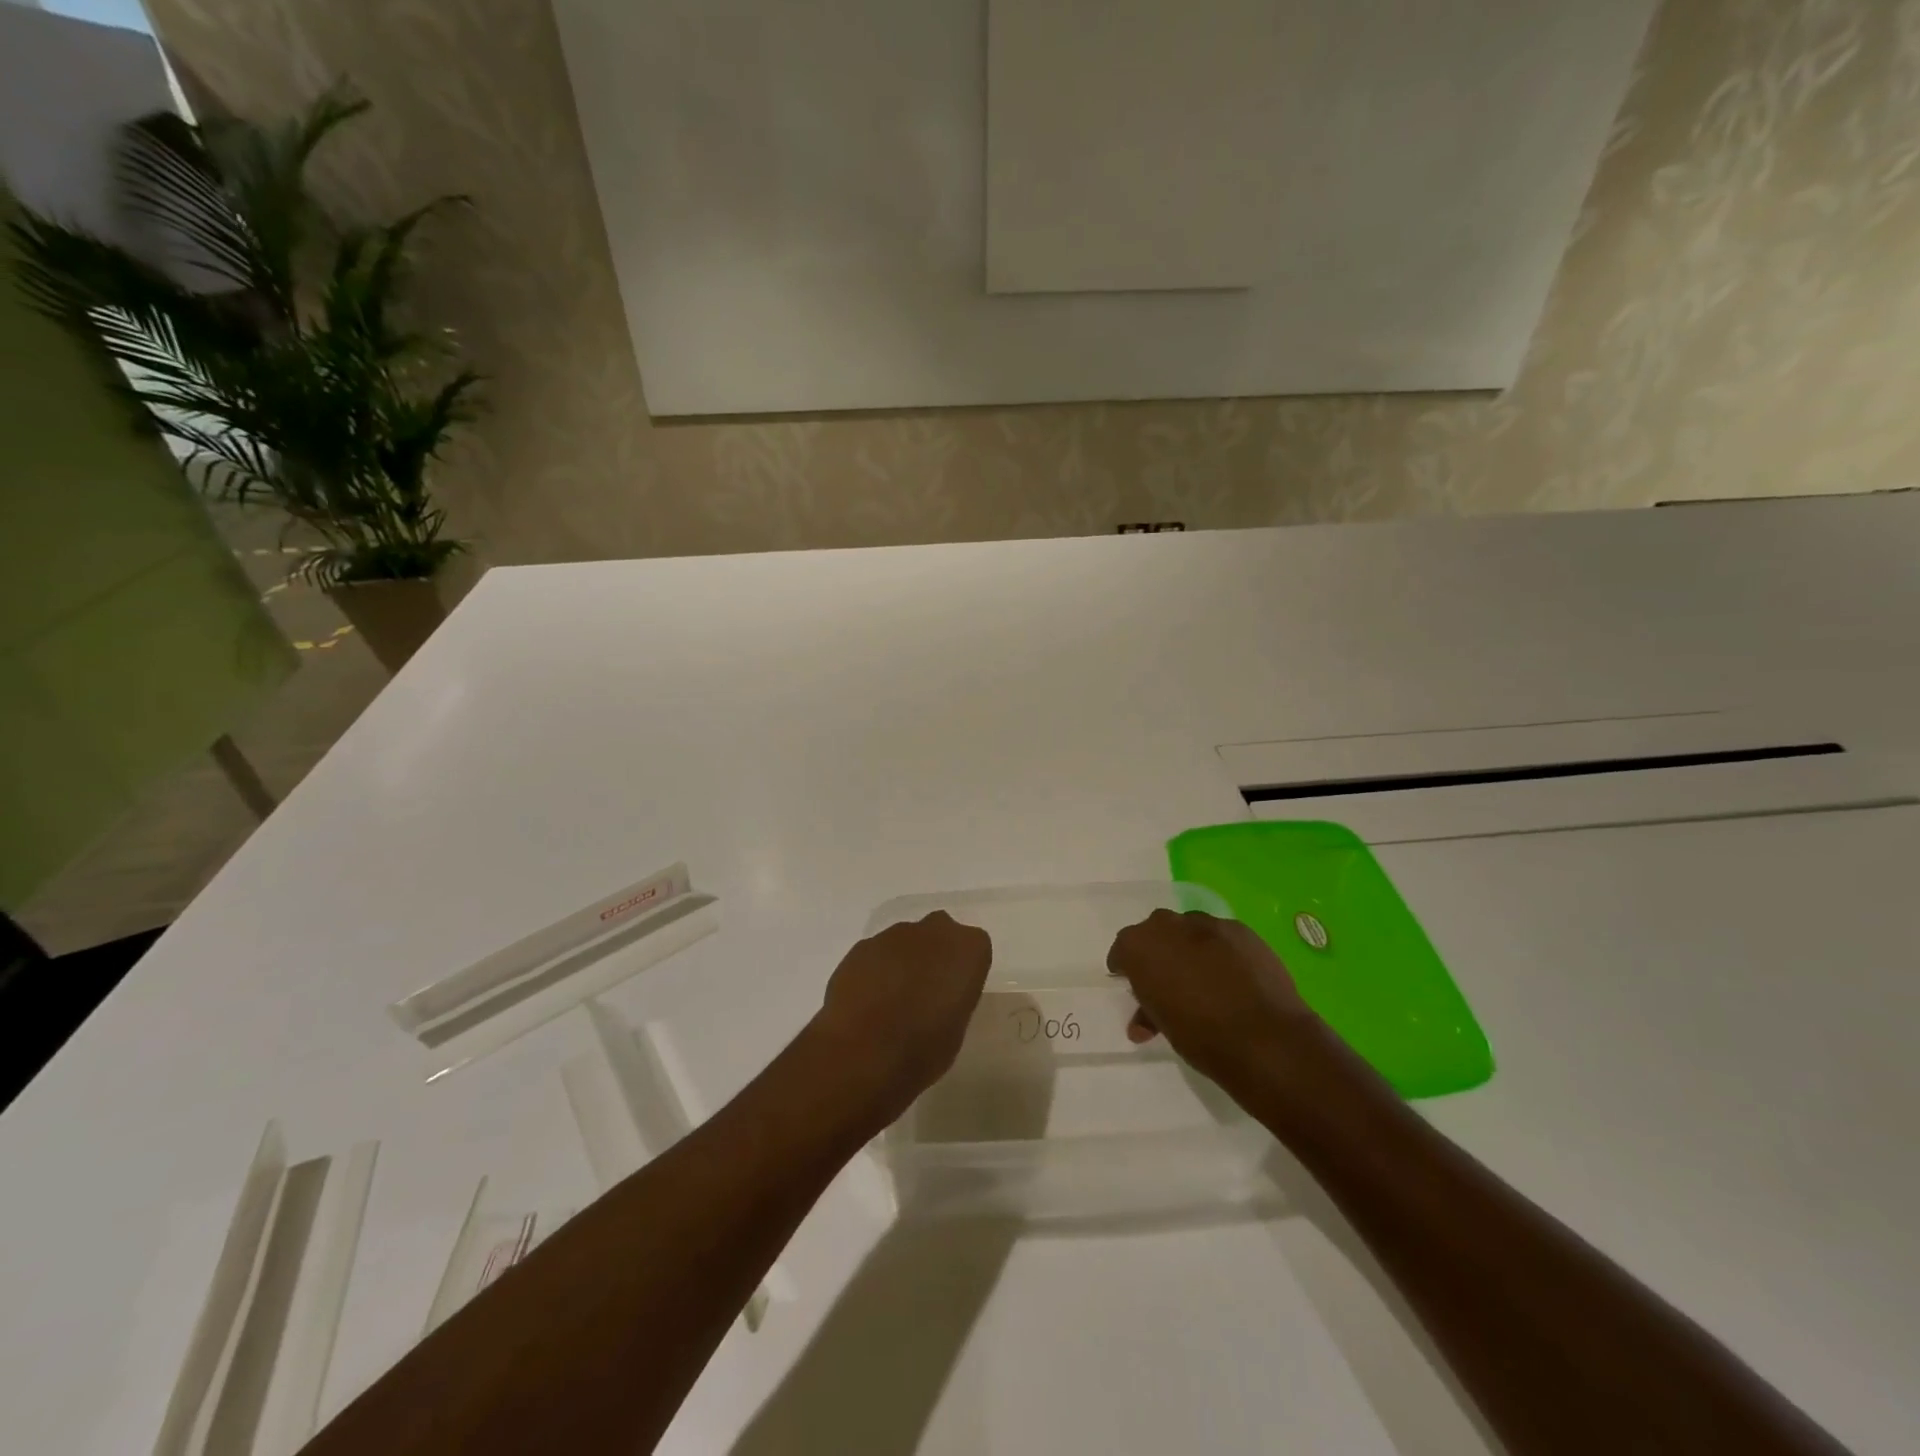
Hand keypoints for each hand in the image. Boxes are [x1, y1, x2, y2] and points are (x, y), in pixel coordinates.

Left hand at [812, 911, 991, 1123]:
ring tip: (892, 1001)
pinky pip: (877, 954)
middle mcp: (933, 931)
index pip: (975, 947)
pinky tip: (867, 1001)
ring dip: (903, 962)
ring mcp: (893, 935)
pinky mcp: (861, 947)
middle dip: (934, 955)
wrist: (863, 1052)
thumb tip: (938, 996)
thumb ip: (953, 998)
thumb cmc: (924, 1048)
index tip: (955, 993)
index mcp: (967, 949)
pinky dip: (875, 971)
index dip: (964, 970)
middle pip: (939, 934)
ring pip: (905, 942)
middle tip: (926, 991)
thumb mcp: (956, 1028)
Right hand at [1107, 909, 1322, 1093]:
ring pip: (1189, 930)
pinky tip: (1233, 975)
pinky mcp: (1241, 930)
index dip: (1126, 967)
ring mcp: (1207, 923)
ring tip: (1204, 978)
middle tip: (1168, 980)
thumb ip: (1149, 1009)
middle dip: (1158, 951)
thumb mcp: (1162, 1026)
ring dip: (1190, 948)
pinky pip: (1221, 936)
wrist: (1264, 1038)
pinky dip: (1220, 950)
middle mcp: (1168, 925)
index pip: (1123, 949)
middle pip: (1156, 931)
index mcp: (1139, 946)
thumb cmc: (1201, 1036)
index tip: (1133, 983)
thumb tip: (1144, 1019)